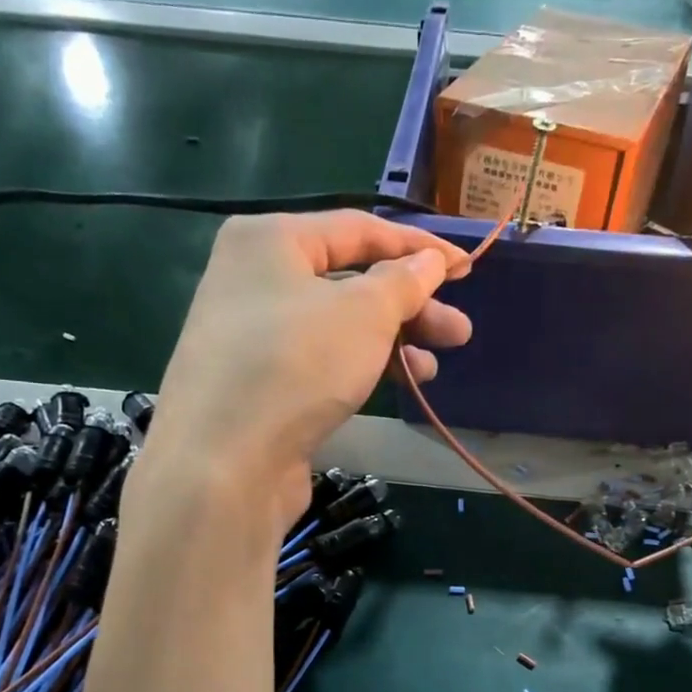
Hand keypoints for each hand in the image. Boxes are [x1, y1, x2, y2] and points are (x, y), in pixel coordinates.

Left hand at [147, 211, 472, 528]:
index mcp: (270, 240)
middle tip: (459, 332)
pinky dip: (363, 366)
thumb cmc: (296, 365)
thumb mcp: (364, 313)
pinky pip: (324, 360)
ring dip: (393, 341)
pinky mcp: (262, 383)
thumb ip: (404, 281)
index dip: (418, 247)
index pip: (358, 229)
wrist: (224, 462)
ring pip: (340, 326)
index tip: (466, 268)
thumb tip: (429, 262)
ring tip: (434, 367)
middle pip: (350, 280)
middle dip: (411, 306)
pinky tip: (399, 384)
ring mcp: (255, 335)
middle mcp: (256, 279)